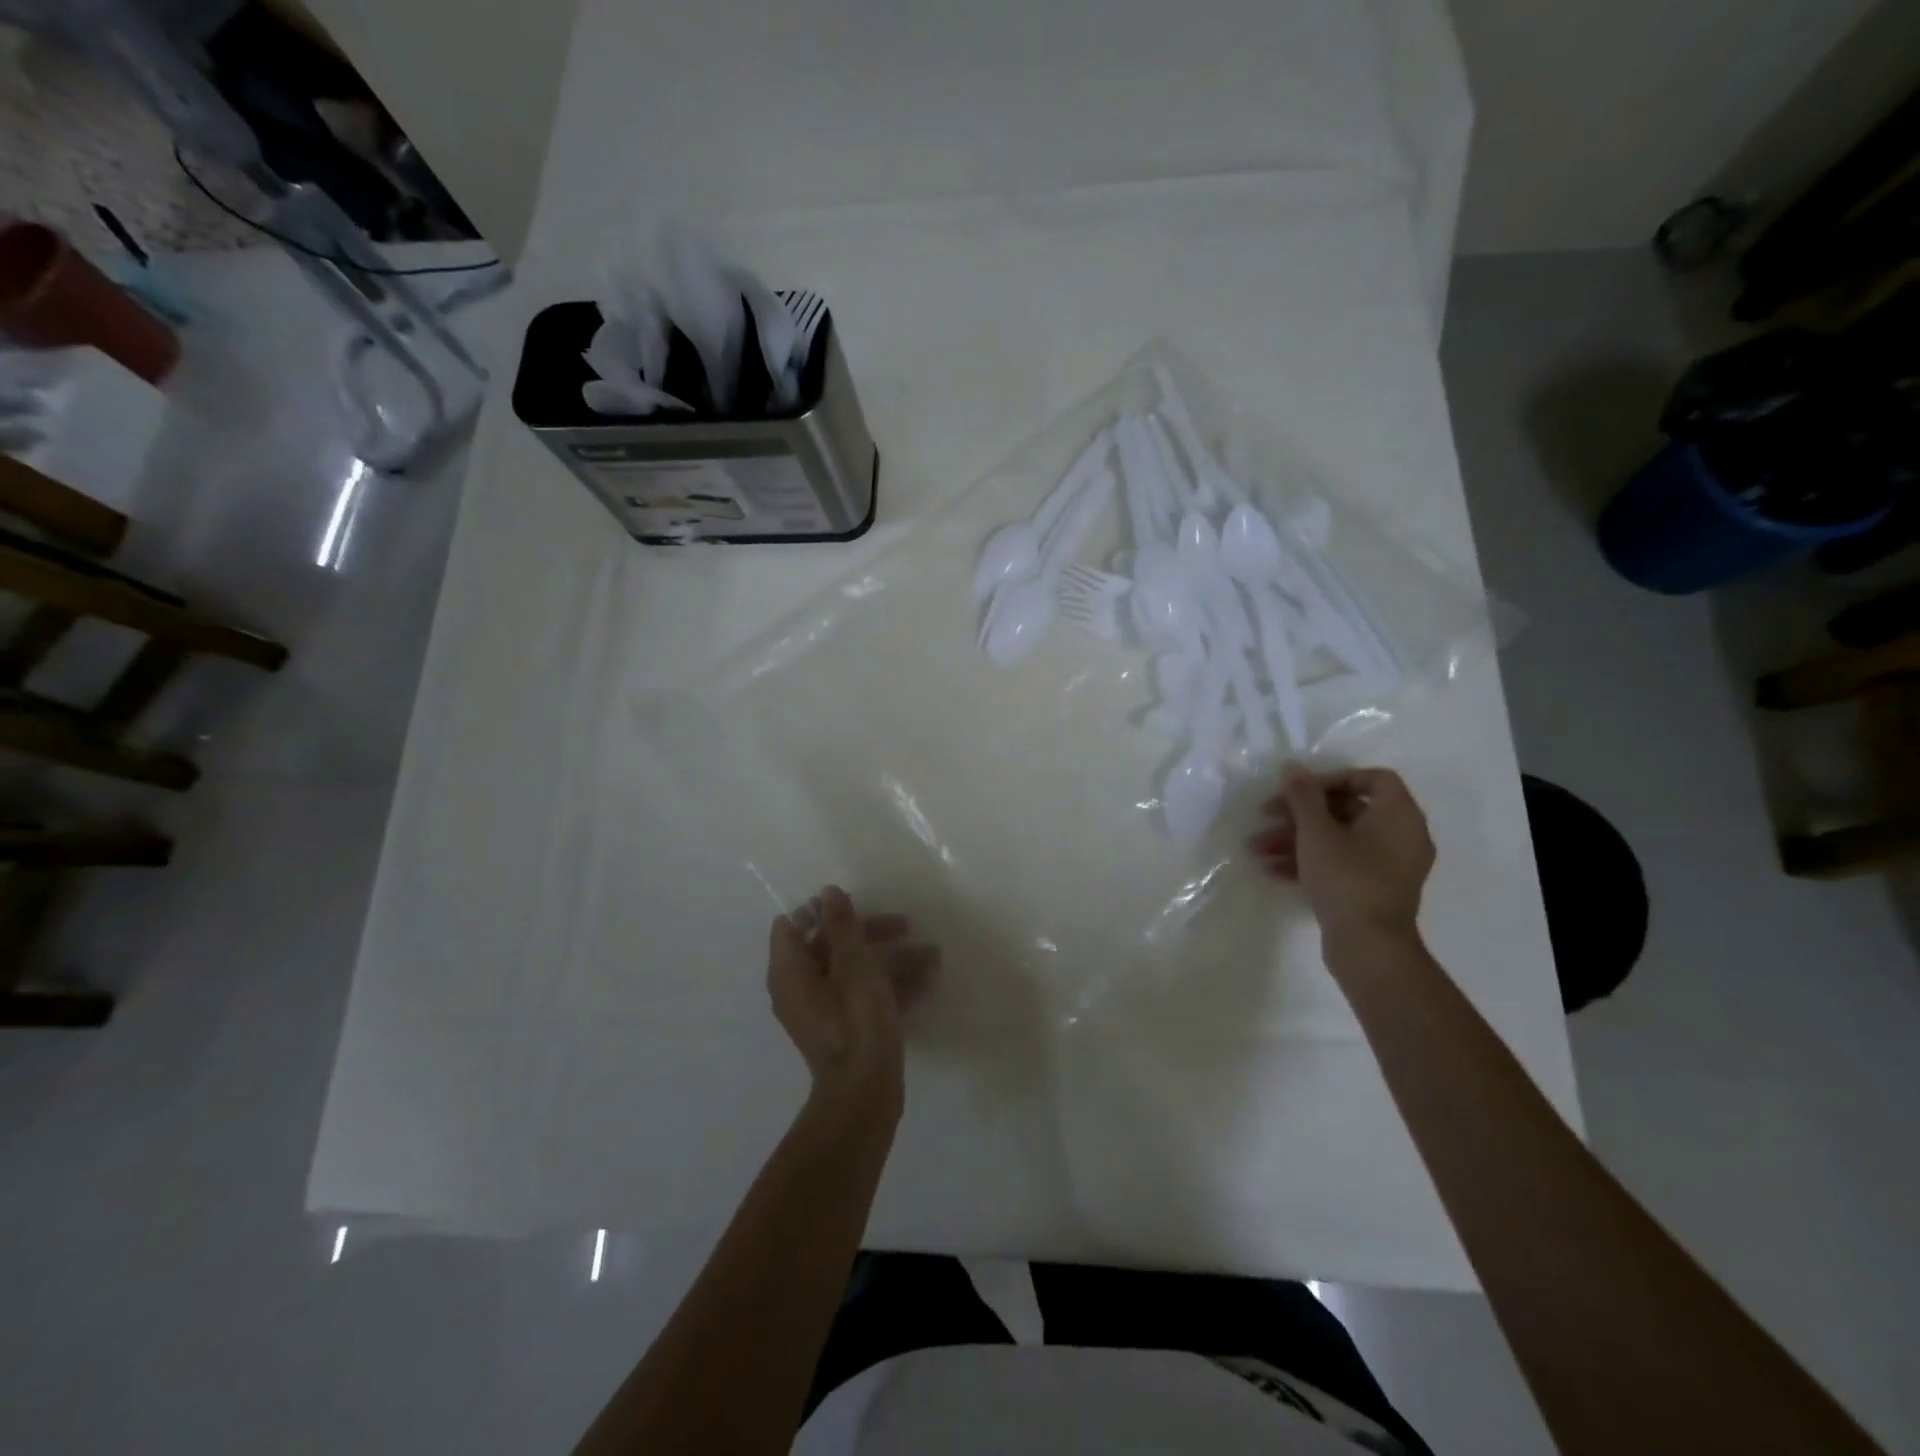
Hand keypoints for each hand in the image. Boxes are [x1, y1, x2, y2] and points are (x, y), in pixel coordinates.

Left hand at [767, 886, 938, 1118]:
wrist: (866, 1094)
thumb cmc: (855, 1020)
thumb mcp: (854, 964)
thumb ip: (842, 925)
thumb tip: (828, 892)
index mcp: (790, 972)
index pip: (792, 925)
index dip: (821, 910)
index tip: (855, 905)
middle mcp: (800, 989)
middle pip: (830, 945)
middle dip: (871, 932)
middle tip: (905, 924)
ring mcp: (824, 1011)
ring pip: (854, 970)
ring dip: (892, 958)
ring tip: (933, 955)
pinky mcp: (847, 1029)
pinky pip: (865, 995)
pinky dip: (892, 985)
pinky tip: (928, 981)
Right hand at [1250, 765, 1434, 937]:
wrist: (1368, 947)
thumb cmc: (1347, 879)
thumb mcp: (1316, 832)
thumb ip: (1303, 796)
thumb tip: (1293, 768)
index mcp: (1399, 816)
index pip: (1373, 779)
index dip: (1334, 778)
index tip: (1300, 789)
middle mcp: (1401, 837)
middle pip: (1347, 809)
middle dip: (1299, 813)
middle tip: (1265, 815)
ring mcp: (1388, 866)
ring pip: (1337, 839)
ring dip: (1295, 839)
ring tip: (1256, 849)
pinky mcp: (1373, 890)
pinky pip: (1341, 863)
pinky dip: (1309, 862)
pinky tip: (1271, 869)